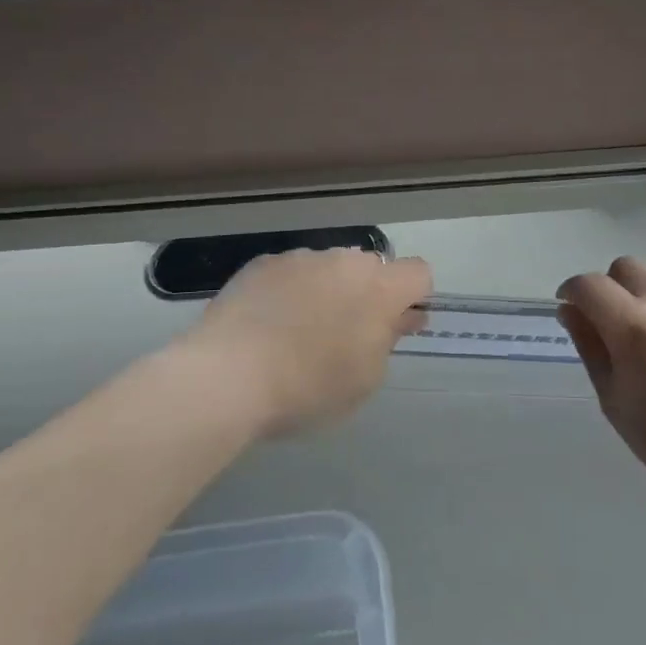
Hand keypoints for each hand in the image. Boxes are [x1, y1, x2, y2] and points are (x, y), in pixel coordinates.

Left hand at [177, 248, 433, 436]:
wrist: (227, 376)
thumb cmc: (308, 387)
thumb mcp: (364, 379)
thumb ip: (388, 340)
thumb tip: (399, 317)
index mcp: (379, 288)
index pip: (418, 272)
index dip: (413, 297)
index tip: (394, 326)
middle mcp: (344, 260)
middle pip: (371, 268)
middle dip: (366, 294)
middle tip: (343, 336)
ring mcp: (301, 257)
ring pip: (329, 268)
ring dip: (327, 290)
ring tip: (297, 332)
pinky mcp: (263, 263)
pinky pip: (290, 272)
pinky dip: (289, 291)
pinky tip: (267, 324)